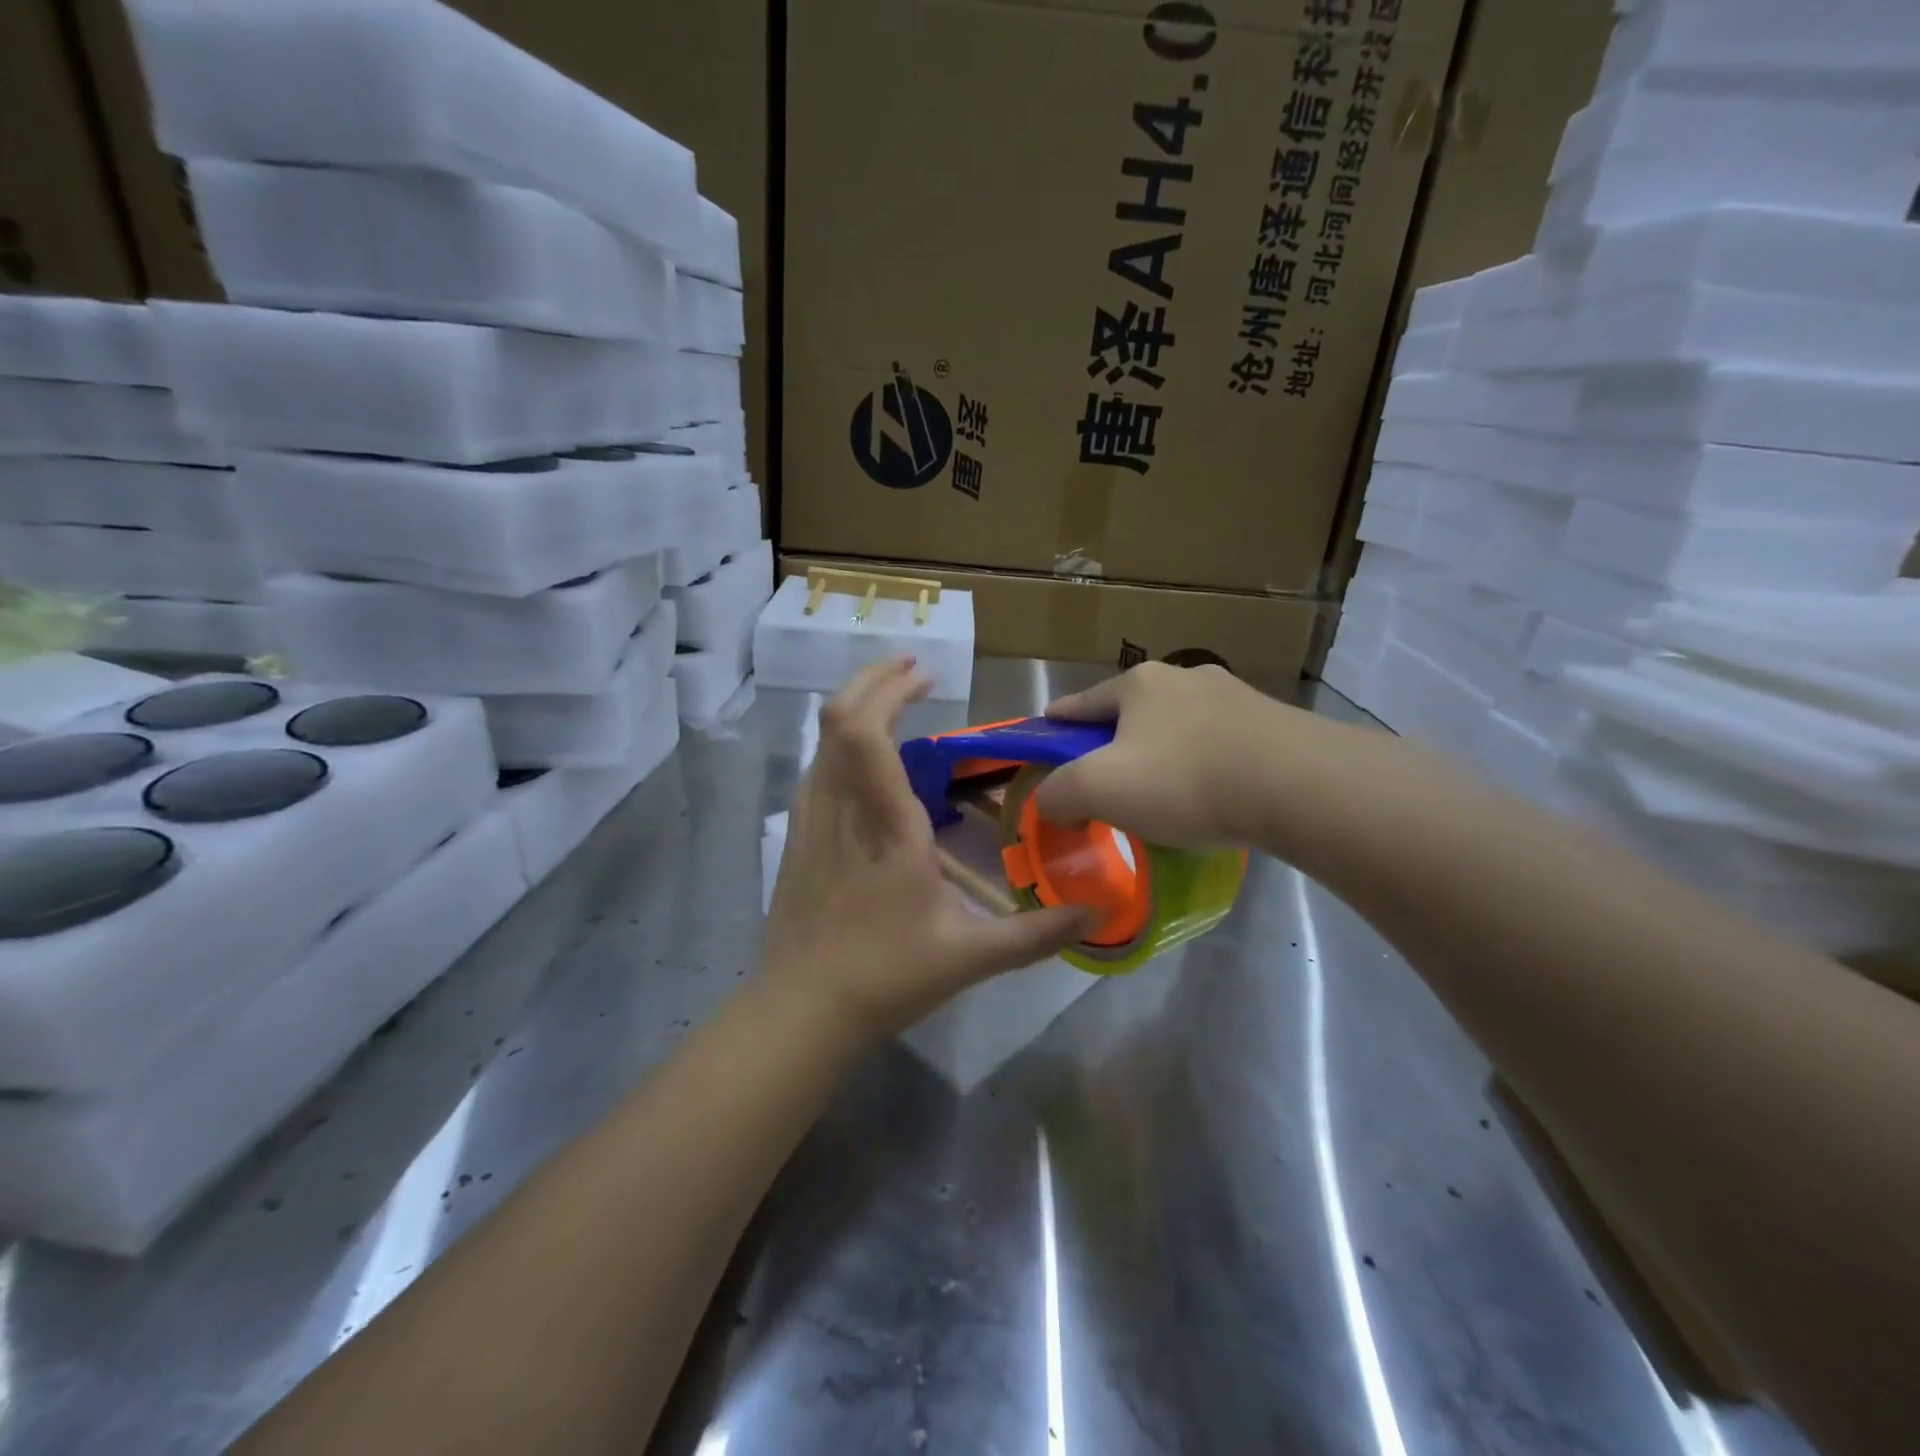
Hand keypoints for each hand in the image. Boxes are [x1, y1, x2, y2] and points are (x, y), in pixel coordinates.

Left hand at [764, 659, 1094, 1045]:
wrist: (801, 1013)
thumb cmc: (886, 978)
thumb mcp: (970, 959)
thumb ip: (1036, 935)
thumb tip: (1096, 913)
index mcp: (884, 827)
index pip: (867, 734)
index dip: (890, 691)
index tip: (925, 676)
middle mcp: (840, 810)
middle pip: (837, 720)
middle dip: (872, 682)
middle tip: (913, 671)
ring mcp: (810, 822)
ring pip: (822, 743)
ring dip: (855, 709)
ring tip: (892, 702)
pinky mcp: (796, 839)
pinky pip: (815, 770)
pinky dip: (839, 744)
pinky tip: (863, 760)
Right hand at [1034, 661, 1304, 848]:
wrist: (1300, 786)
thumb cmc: (1186, 780)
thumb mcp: (1099, 789)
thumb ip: (1057, 794)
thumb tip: (1050, 802)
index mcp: (1138, 684)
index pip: (1081, 704)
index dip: (1057, 724)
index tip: (1044, 737)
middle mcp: (1185, 678)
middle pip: (1132, 714)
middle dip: (1113, 744)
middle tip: (1105, 782)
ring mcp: (1234, 697)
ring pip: (1178, 729)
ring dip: (1162, 755)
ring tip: (1162, 796)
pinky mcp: (1272, 724)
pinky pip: (1219, 746)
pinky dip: (1202, 767)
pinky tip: (1210, 798)